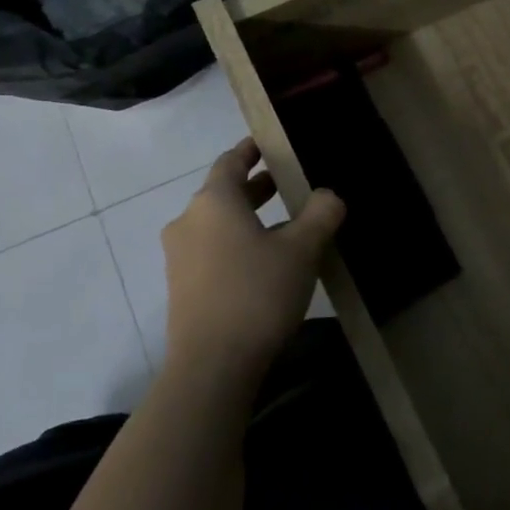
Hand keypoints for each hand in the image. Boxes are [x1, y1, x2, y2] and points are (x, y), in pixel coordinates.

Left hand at [161, 138, 344, 382]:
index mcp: (214, 202)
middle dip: (255, 186)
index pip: (231, 161)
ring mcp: (180, 257)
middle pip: (223, 192)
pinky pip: (212, 250)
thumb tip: (328, 196)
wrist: (212, 367)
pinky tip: (266, 262)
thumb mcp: (302, 249)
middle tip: (288, 183)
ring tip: (285, 224)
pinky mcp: (182, 287)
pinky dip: (237, 243)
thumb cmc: (257, 293)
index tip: (270, 143)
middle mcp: (189, 221)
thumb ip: (320, 213)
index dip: (251, 149)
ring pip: (218, 224)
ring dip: (248, 218)